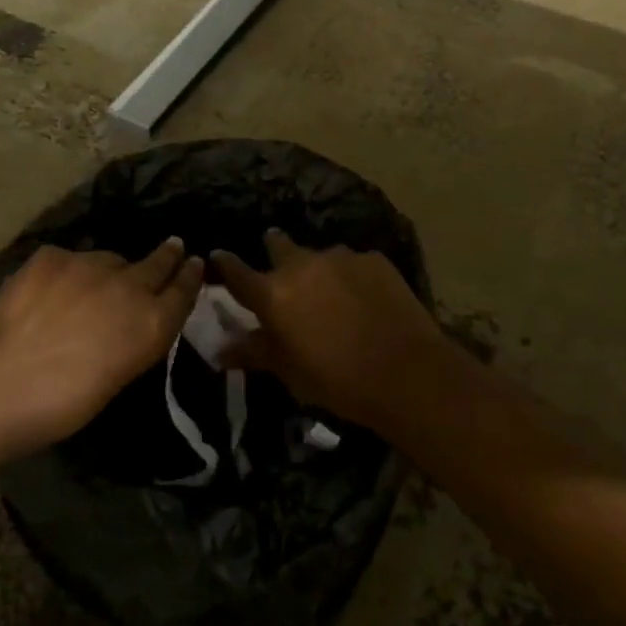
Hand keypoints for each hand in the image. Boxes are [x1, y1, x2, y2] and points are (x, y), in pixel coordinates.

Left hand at [0, 240, 202, 454]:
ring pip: (110, 260)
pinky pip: (70, 260)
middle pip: (158, 262)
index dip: (191, 276)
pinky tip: (49, 291)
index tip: (195, 263)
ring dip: (110, 270)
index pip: (184, 290)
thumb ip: (132, 341)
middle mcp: (130, 285)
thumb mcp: (116, 378)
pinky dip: (67, 273)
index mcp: (152, 324)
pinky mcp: (54, 255)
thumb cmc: (61, 406)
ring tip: (93, 287)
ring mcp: (91, 264)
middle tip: (173, 246)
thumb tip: (127, 326)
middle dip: (167, 255)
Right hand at [210, 230, 450, 432]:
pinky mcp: (374, 259)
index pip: (237, 271)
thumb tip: (219, 349)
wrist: (406, 372)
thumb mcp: (288, 372)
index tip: (219, 255)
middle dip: (275, 249)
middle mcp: (302, 264)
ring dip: (318, 269)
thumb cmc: (337, 380)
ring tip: (331, 293)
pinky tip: (365, 299)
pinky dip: (351, 276)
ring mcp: (340, 257)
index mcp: (273, 293)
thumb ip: (253, 352)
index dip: (225, 264)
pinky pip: (353, 263)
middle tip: (281, 269)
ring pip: (319, 255)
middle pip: (278, 245)